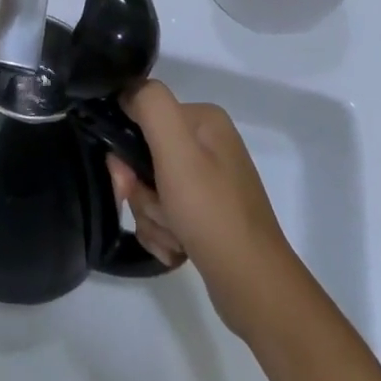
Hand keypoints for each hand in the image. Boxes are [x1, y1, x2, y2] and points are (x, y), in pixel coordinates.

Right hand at [105, 81, 297, 338]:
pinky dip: (163, 234)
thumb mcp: (177, 149)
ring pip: (151, 189)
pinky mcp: (207, 216)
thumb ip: (150, 105)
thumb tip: (126, 92)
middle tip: (157, 212)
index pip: (142, 116)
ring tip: (174, 237)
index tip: (128, 179)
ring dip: (151, 216)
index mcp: (204, 120)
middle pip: (144, 156)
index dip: (126, 149)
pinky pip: (165, 215)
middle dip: (140, 191)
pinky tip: (178, 249)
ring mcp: (209, 183)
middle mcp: (208, 145)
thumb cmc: (212, 213)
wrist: (254, 288)